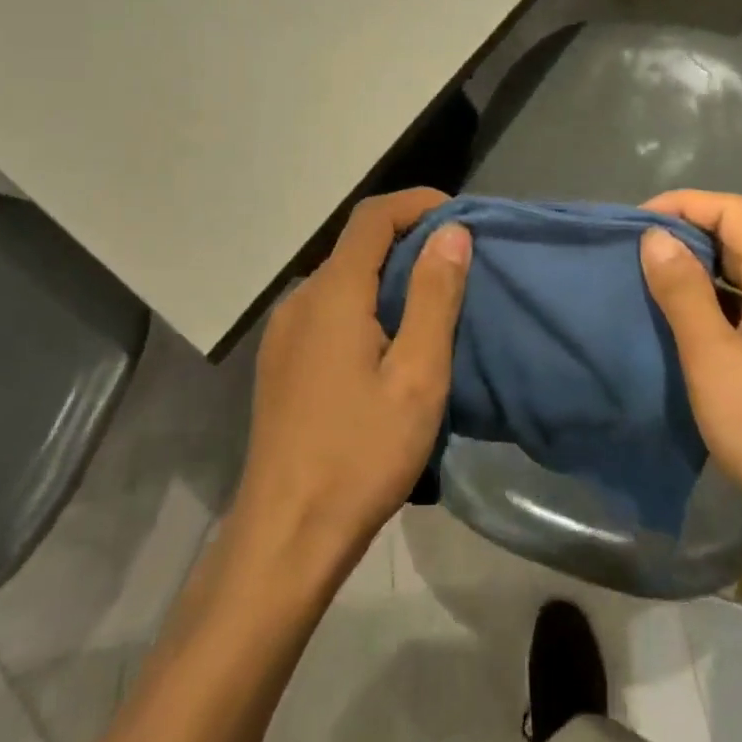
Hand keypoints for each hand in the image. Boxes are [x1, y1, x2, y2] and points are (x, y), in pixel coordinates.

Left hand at [231, 188, 471, 580]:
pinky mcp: (281, 362)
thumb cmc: (360, 455)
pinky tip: (387, 347)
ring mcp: (284, 332)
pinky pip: (329, 310)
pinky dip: (365, 304)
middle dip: (410, 241)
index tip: (460, 220)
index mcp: (333, 293)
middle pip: (358, 245)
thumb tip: (451, 232)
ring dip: (388, 276)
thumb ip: (434, 296)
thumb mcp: (416, 376)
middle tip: (458, 269)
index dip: (418, 204)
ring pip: (343, 279)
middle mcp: (301, 299)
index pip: (374, 216)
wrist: (284, 537)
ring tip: (430, 308)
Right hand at [639, 191, 741, 583]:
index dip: (683, 204)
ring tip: (651, 286)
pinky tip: (687, 330)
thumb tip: (656, 236)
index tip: (635, 223)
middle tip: (635, 254)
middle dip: (688, 235)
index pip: (734, 211)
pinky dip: (716, 304)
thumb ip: (684, 292)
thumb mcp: (714, 359)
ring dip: (701, 271)